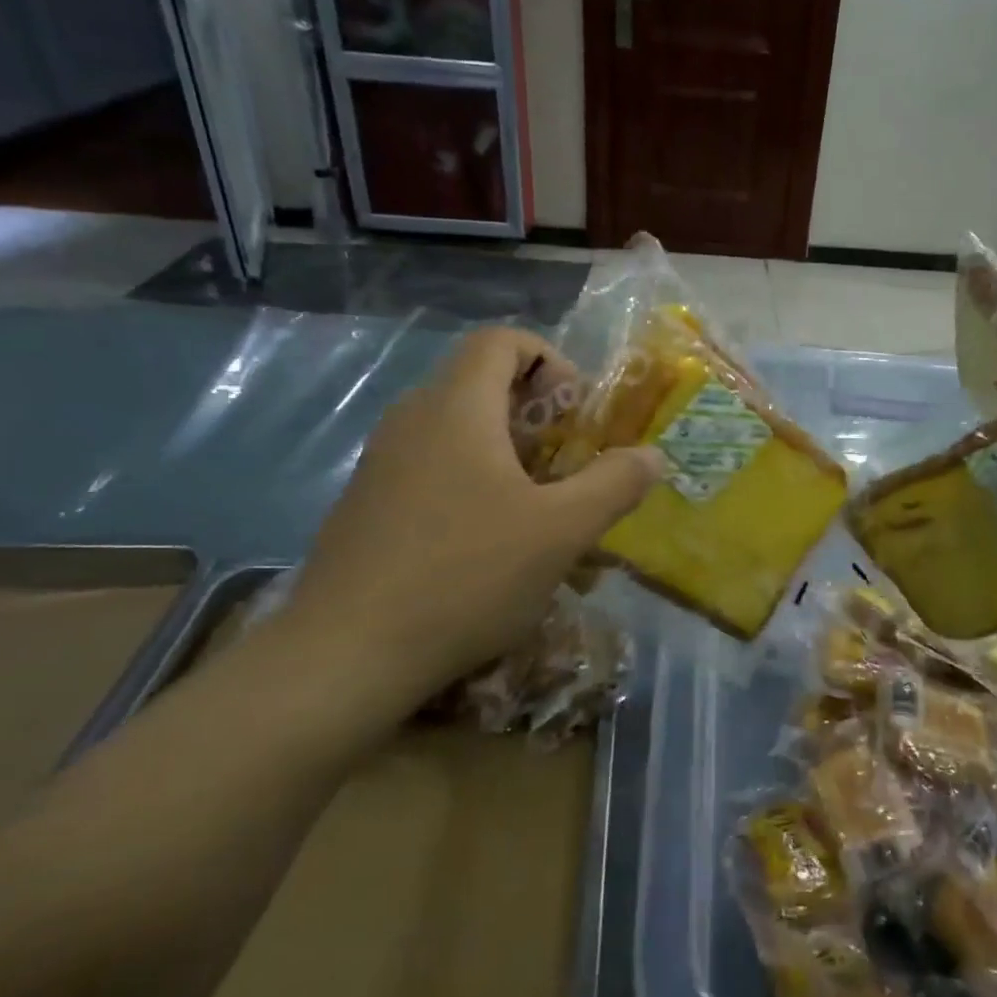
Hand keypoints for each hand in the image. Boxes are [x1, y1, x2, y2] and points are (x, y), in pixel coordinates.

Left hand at [274, 328, 662, 736]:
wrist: (345, 656)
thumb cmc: (465, 575)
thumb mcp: (561, 531)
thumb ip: (613, 484)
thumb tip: (651, 455)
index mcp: (456, 407)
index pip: (501, 340)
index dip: (550, 360)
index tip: (576, 414)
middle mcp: (412, 420)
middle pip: (482, 384)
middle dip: (538, 416)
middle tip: (569, 467)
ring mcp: (382, 463)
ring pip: (458, 432)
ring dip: (508, 455)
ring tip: (539, 511)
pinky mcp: (367, 505)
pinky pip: (432, 470)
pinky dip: (472, 485)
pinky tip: (490, 547)